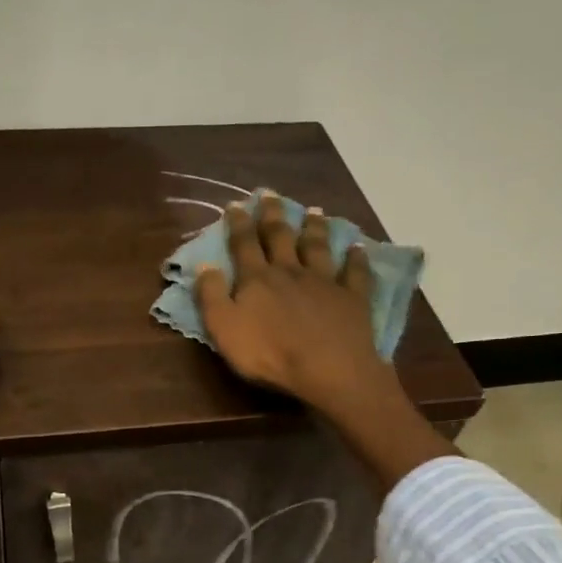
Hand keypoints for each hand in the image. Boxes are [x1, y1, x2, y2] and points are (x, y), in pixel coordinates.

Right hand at [191, 191, 391, 415]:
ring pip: (318, 247)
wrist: (327, 369)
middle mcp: (290, 270)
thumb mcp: (224, 329)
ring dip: (314, 228)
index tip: (235, 204)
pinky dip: (355, 258)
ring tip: (314, 211)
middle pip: (280, 236)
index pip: (244, 244)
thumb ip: (211, 296)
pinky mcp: (352, 297)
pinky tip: (357, 247)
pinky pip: (354, 272)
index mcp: (257, 279)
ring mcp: (325, 281)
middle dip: (273, 214)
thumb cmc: (269, 353)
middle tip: (270, 193)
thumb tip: (204, 264)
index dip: (237, 224)